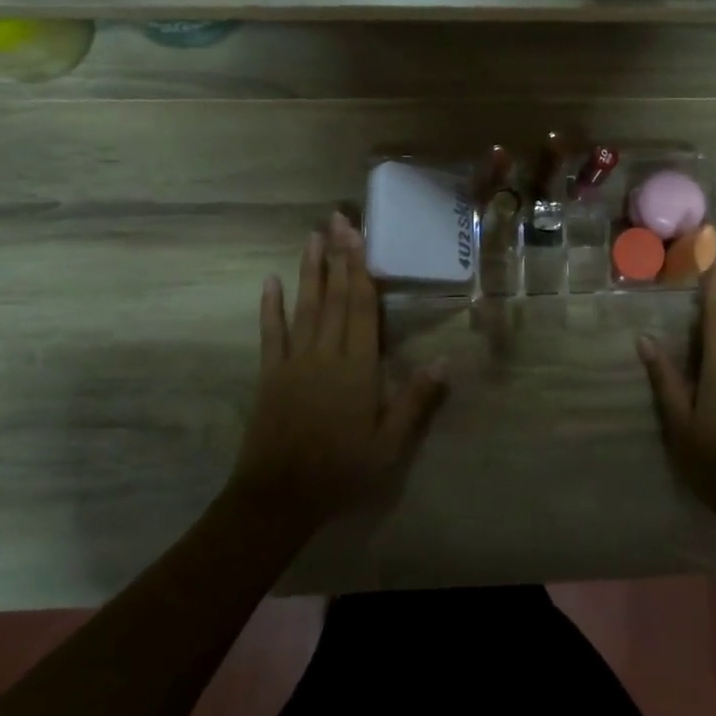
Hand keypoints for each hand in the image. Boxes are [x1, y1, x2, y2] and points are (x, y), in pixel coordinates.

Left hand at [228, 213, 448, 532]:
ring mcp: (294, 361)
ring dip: (309, 270)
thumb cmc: (342, 470)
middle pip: (335, 297)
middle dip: (339, 256)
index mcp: (358, 367)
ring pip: (305, 306)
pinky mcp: (270, 374)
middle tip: (337, 219)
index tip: (359, 235)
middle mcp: (326, 353)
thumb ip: (415, 400)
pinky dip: (270, 307)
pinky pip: (271, 334)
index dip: (362, 268)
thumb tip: (446, 360)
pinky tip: (269, 281)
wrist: (280, 497)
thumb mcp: (390, 444)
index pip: (362, 307)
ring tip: (313, 236)